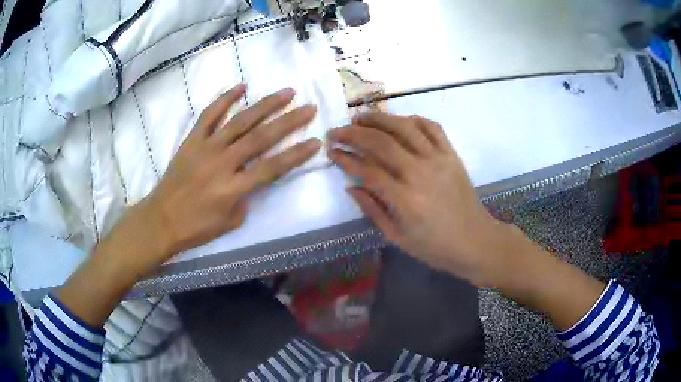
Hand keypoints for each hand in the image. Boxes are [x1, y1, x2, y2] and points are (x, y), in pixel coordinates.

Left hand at [118, 84, 320, 272]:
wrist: (162, 220)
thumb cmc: (196, 227)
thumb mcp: (230, 223)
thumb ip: (246, 198)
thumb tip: (252, 178)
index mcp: (233, 188)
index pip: (272, 168)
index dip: (296, 155)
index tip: (315, 142)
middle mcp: (223, 163)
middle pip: (261, 138)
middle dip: (289, 122)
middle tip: (308, 108)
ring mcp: (206, 148)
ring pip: (240, 121)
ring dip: (265, 105)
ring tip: (286, 92)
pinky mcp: (192, 140)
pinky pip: (209, 115)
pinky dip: (224, 99)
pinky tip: (241, 86)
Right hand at [327, 112, 516, 286]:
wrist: (475, 241)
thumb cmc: (435, 246)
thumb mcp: (398, 237)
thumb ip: (372, 209)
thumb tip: (351, 185)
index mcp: (405, 199)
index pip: (367, 169)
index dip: (346, 158)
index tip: (331, 151)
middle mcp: (420, 173)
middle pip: (381, 143)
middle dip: (353, 133)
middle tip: (337, 131)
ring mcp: (439, 160)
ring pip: (405, 127)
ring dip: (379, 118)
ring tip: (361, 117)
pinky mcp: (452, 154)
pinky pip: (432, 128)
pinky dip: (413, 119)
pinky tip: (399, 121)